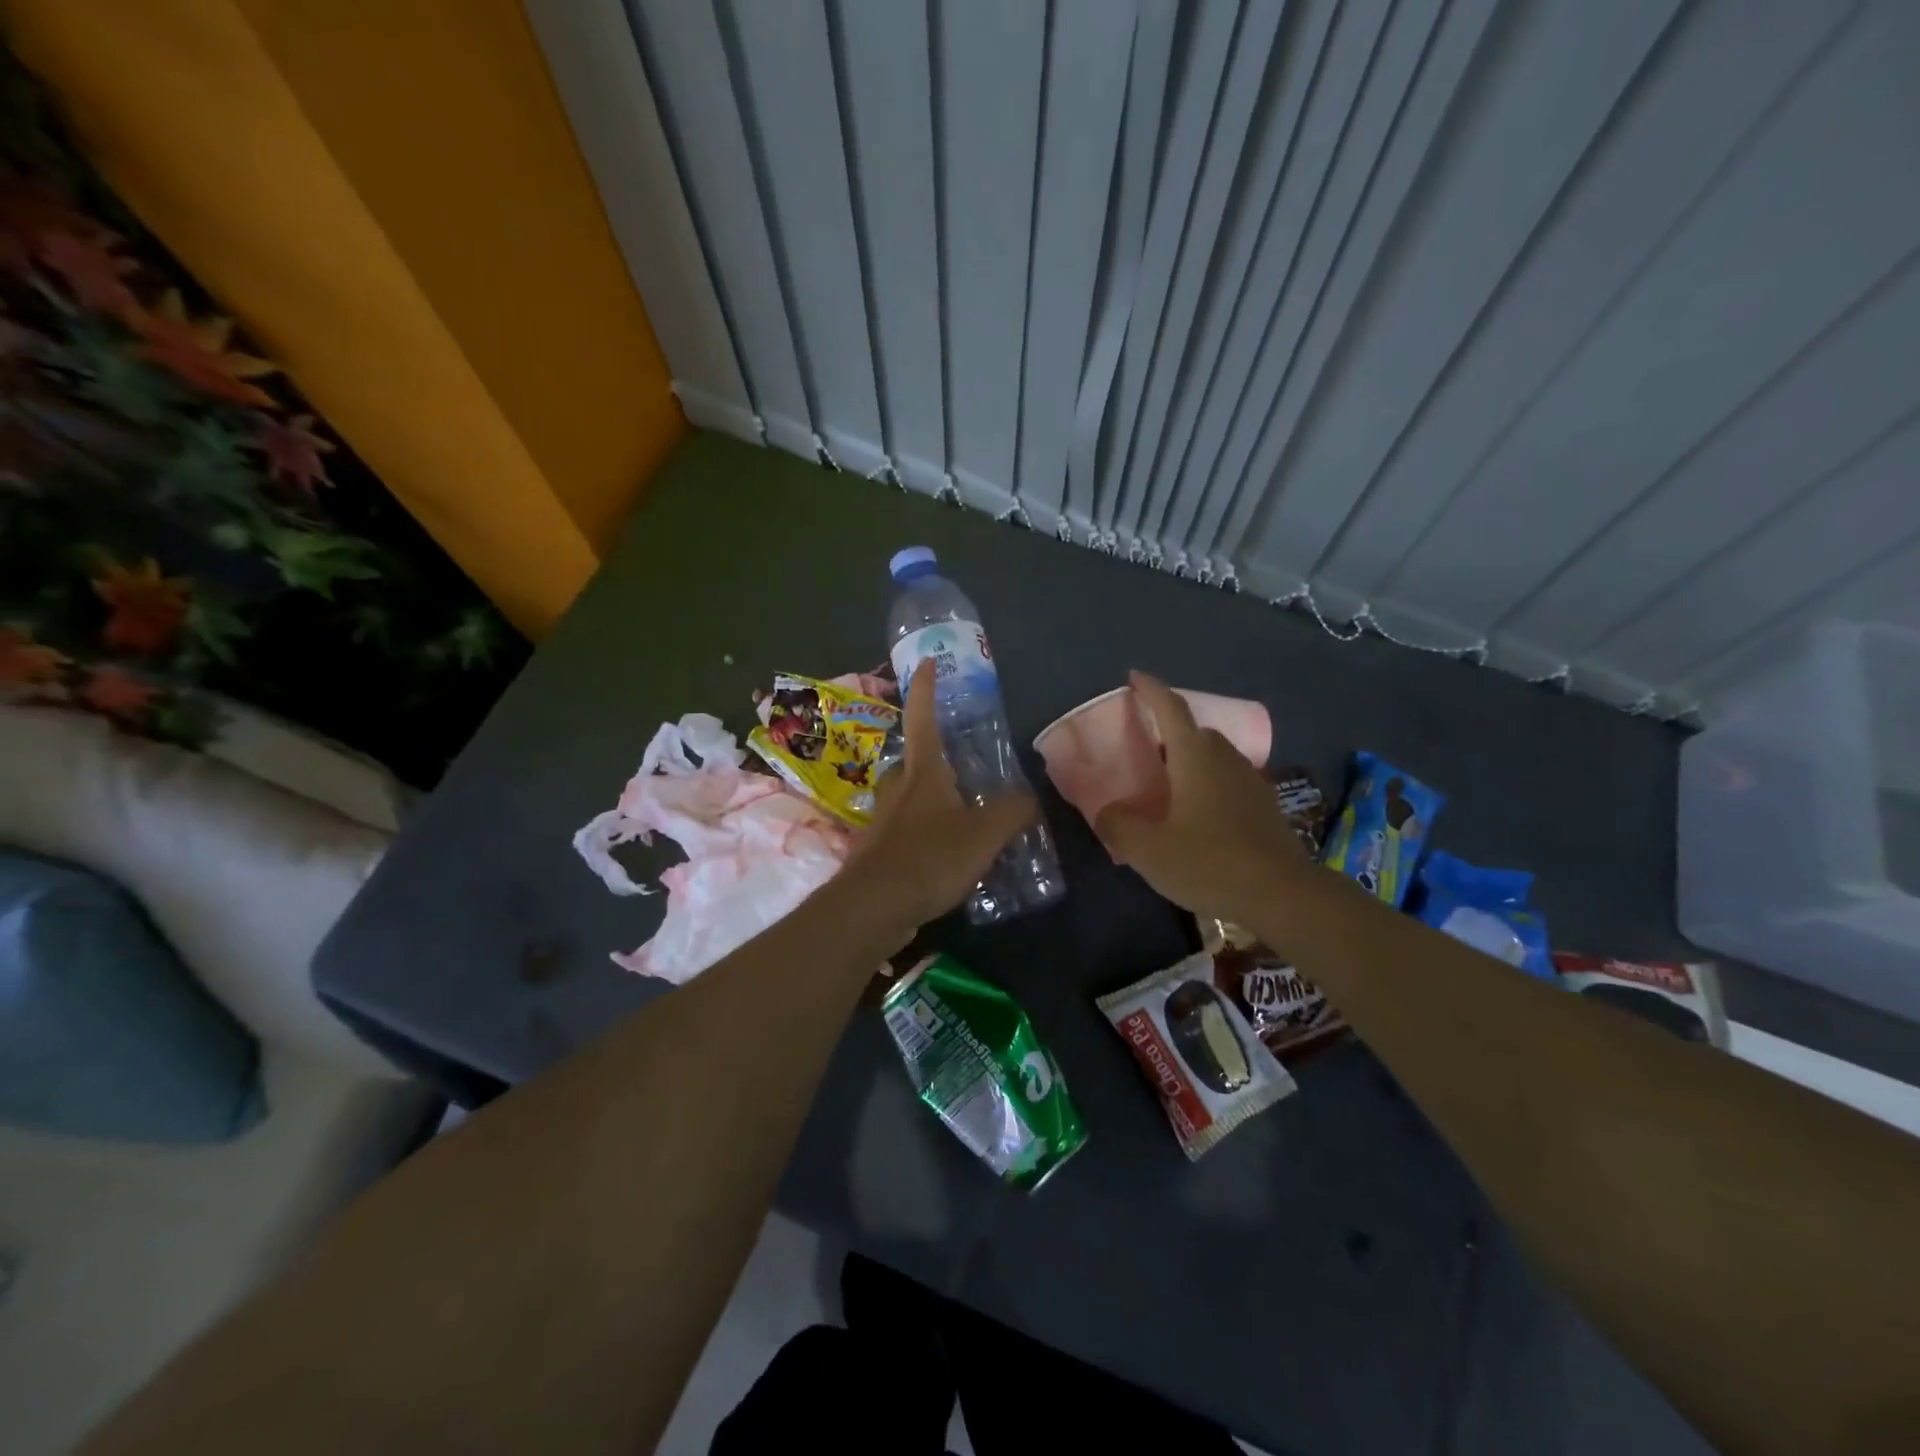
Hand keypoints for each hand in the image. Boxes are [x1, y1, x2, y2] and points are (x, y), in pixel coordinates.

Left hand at [843, 660, 1037, 933]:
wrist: (873, 908)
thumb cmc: (929, 857)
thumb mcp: (984, 833)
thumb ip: (1012, 812)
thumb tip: (1029, 800)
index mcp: (923, 773)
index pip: (924, 718)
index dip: (926, 688)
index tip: (926, 661)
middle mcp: (898, 789)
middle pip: (917, 761)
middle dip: (937, 757)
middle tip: (965, 764)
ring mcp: (885, 821)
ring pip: (913, 799)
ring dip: (936, 801)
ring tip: (968, 815)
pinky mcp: (880, 853)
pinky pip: (911, 833)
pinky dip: (930, 836)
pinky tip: (950, 857)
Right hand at [1095, 671, 1311, 923]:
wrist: (1282, 895)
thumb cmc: (1209, 862)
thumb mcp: (1148, 849)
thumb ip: (1118, 825)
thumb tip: (1108, 812)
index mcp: (1195, 758)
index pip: (1171, 710)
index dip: (1151, 690)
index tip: (1135, 677)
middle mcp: (1226, 760)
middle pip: (1197, 732)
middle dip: (1172, 731)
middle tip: (1148, 748)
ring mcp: (1251, 783)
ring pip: (1217, 758)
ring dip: (1193, 760)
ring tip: (1171, 785)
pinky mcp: (1266, 808)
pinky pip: (1231, 782)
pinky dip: (1211, 785)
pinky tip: (1201, 816)